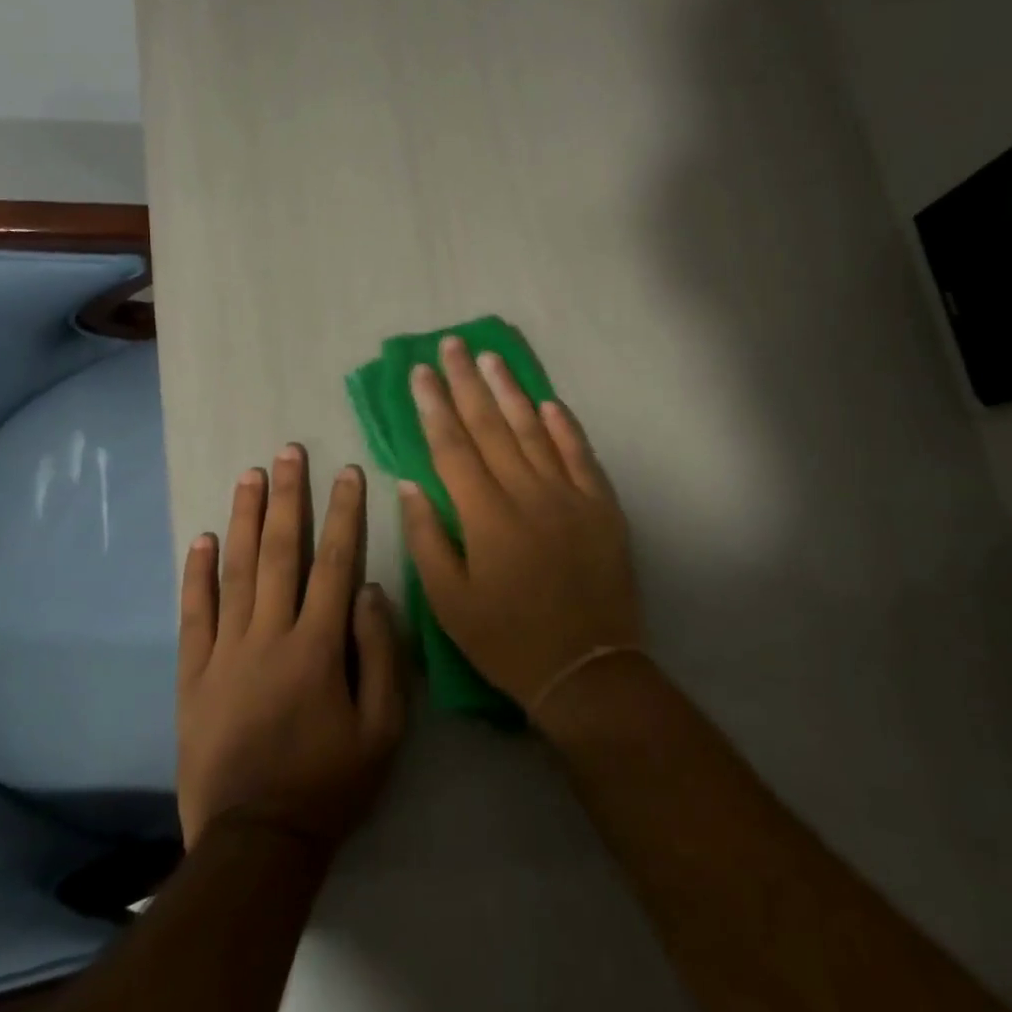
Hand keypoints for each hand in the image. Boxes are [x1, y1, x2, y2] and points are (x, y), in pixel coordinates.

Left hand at [178, 447, 406, 852]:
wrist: (255, 844)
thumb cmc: (330, 784)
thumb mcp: (384, 729)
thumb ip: (381, 653)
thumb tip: (371, 589)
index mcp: (318, 646)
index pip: (335, 563)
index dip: (344, 514)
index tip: (348, 472)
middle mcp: (269, 635)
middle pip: (280, 552)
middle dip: (288, 497)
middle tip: (288, 451)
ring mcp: (225, 653)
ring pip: (234, 572)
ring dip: (243, 519)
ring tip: (249, 475)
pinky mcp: (193, 675)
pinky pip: (193, 615)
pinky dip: (195, 574)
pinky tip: (200, 539)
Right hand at [400, 337, 641, 714]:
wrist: (587, 668)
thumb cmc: (507, 639)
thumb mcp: (449, 603)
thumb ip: (428, 538)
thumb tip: (410, 483)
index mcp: (485, 515)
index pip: (452, 446)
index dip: (434, 406)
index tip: (420, 372)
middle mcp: (526, 492)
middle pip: (491, 425)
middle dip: (467, 382)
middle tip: (452, 344)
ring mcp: (568, 494)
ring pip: (534, 430)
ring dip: (511, 390)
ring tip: (491, 357)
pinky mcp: (601, 505)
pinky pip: (580, 455)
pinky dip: (564, 426)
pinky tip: (548, 402)